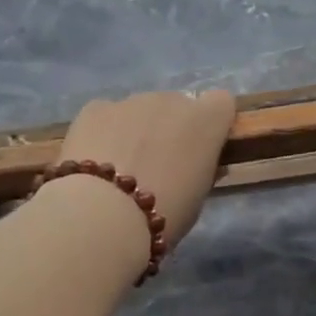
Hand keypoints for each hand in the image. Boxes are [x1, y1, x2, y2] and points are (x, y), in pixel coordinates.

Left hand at [55, 89, 234, 245]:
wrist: (104, 215)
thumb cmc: (164, 214)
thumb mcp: (197, 198)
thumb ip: (200, 170)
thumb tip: (195, 163)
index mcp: (205, 121)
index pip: (221, 103)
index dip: (212, 124)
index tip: (202, 149)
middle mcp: (170, 101)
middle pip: (176, 106)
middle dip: (170, 129)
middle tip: (157, 166)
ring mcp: (130, 101)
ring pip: (139, 111)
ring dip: (136, 131)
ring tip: (119, 168)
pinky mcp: (95, 108)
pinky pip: (106, 115)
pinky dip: (103, 133)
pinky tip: (94, 162)